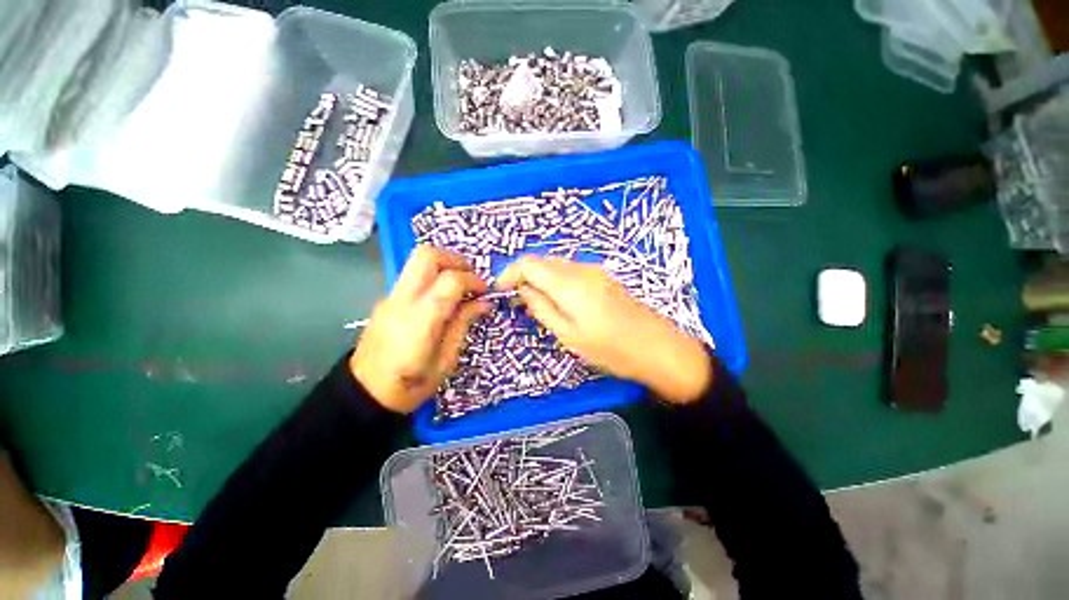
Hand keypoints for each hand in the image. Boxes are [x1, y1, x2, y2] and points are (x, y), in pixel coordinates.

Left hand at [350, 246, 488, 413]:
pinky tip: (442, 299)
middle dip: (455, 259)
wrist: (364, 395)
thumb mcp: (446, 360)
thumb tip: (484, 302)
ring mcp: (390, 297)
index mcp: (420, 319)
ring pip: (417, 261)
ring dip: (444, 266)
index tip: (485, 291)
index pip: (450, 280)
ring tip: (460, 287)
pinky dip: (433, 278)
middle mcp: (402, 300)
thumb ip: (463, 324)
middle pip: (427, 255)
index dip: (473, 280)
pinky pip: (413, 277)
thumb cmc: (411, 385)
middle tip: (471, 277)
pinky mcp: (386, 300)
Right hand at [497, 256, 711, 402]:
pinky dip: (556, 282)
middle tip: (516, 301)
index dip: (510, 273)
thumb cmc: (610, 349)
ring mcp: (594, 271)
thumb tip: (523, 290)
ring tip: (536, 304)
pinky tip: (558, 302)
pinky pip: (570, 273)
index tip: (501, 291)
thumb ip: (541, 308)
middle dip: (524, 276)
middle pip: (542, 262)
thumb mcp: (568, 335)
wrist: (658, 348)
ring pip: (556, 266)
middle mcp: (581, 269)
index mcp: (569, 283)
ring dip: (540, 279)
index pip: (529, 263)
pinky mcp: (603, 278)